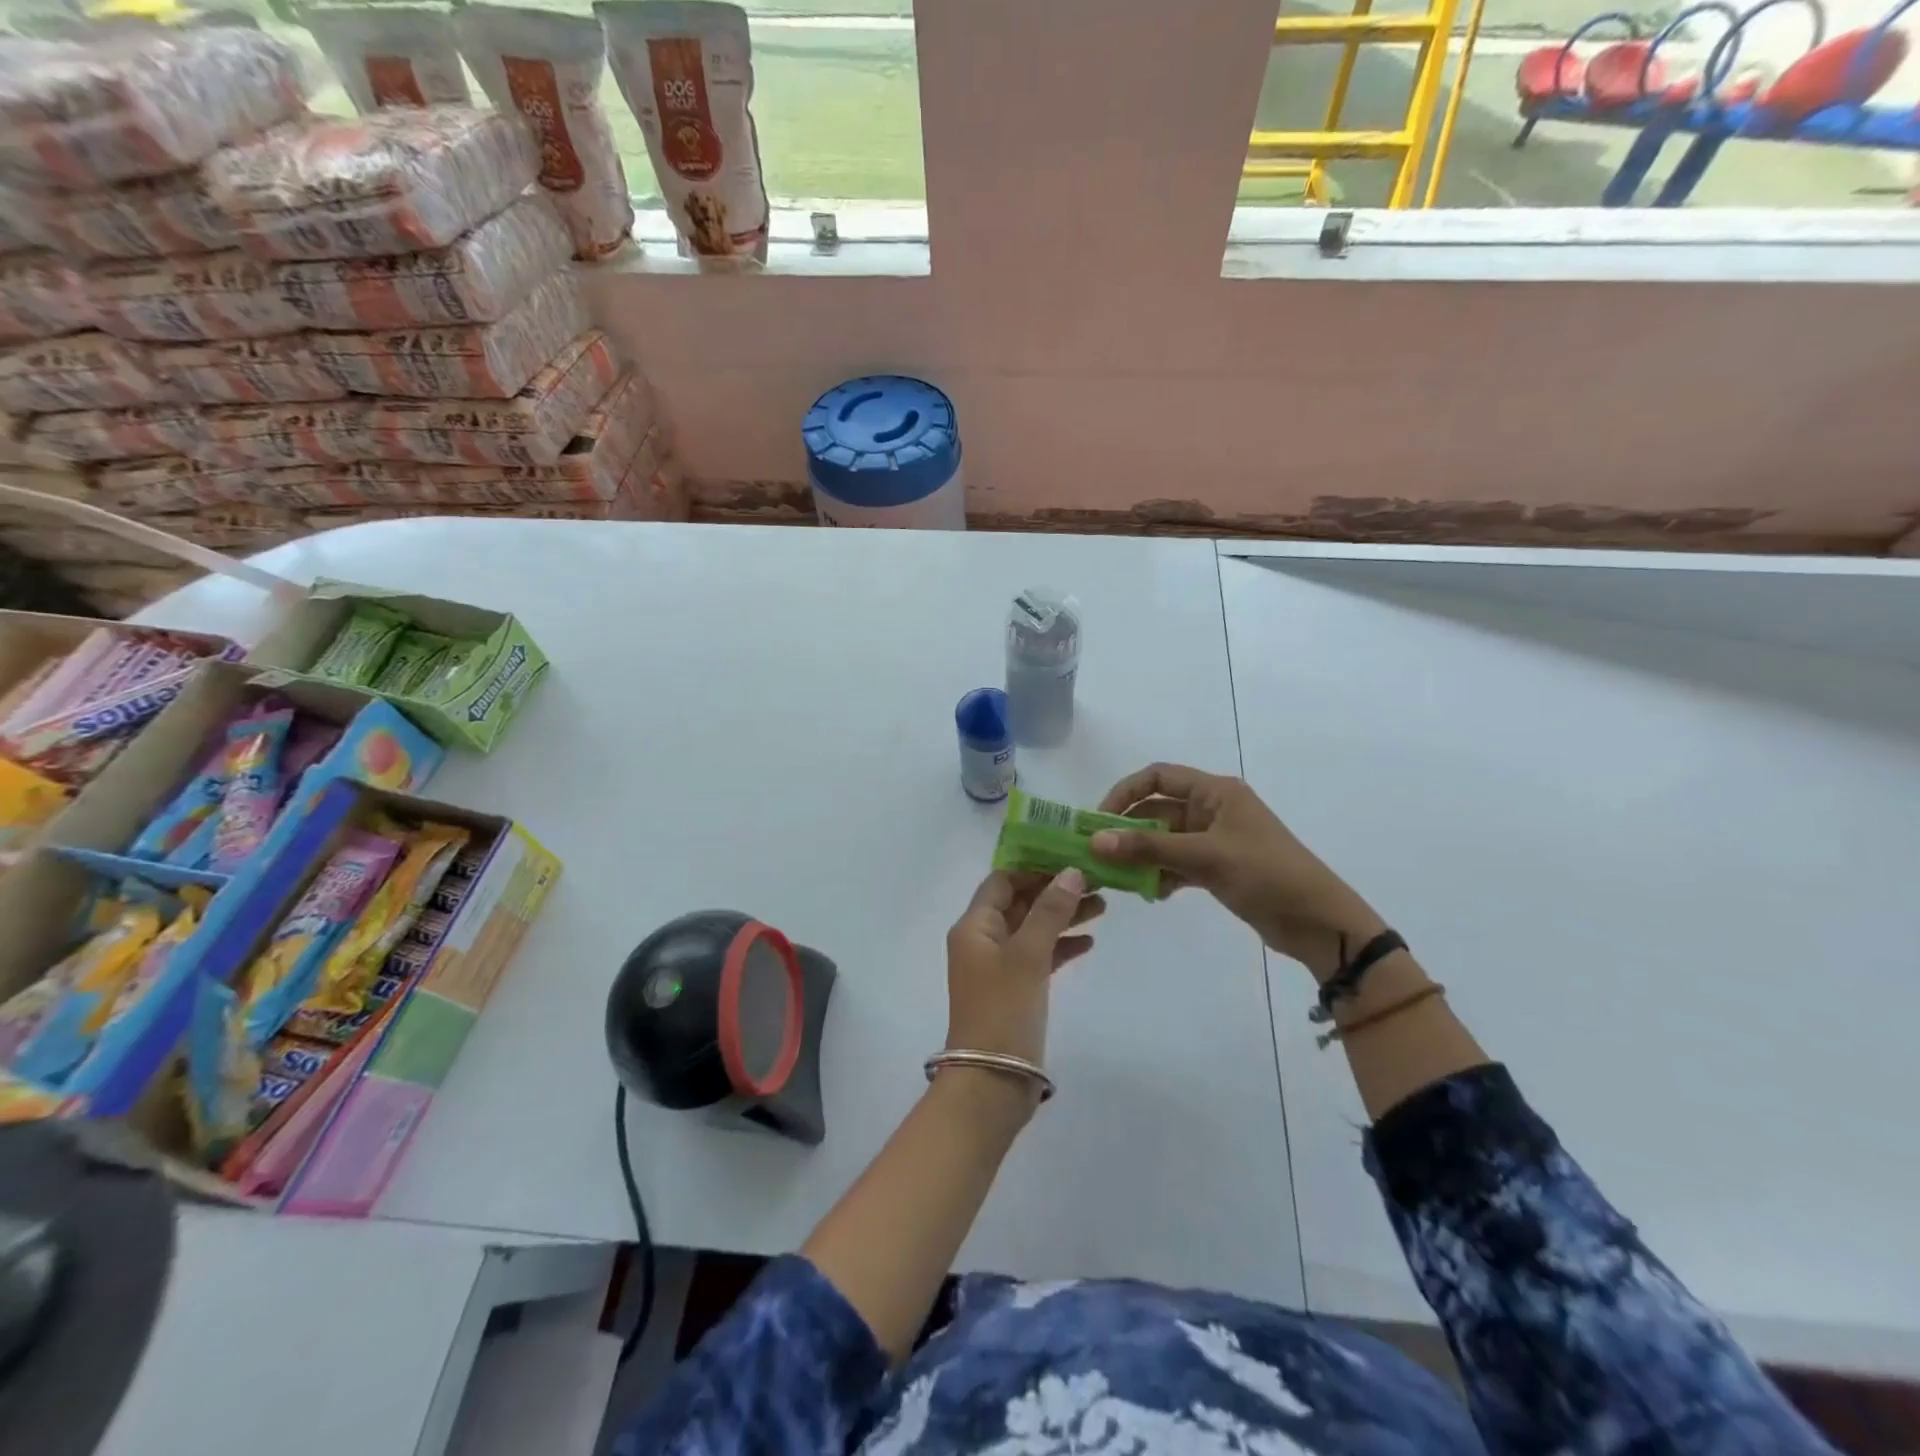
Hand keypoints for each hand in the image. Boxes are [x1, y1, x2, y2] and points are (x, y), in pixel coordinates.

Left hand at [944, 870, 1102, 1067]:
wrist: (991, 1083)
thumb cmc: (1004, 1010)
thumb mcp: (1028, 955)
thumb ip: (1050, 911)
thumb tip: (1071, 872)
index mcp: (974, 925)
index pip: (1002, 881)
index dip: (1033, 867)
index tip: (1070, 857)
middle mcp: (982, 940)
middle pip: (1020, 902)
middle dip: (1055, 890)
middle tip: (1097, 880)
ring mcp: (999, 966)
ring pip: (1033, 929)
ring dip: (1063, 916)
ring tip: (1103, 906)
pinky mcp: (1015, 989)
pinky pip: (1039, 956)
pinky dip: (1061, 946)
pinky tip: (1090, 941)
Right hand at [1091, 763, 1382, 979]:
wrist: (1319, 921)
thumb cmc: (1265, 874)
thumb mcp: (1205, 857)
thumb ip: (1148, 849)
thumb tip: (1096, 841)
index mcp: (1215, 792)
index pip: (1158, 777)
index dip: (1125, 792)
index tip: (1099, 820)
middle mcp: (1213, 809)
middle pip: (1157, 810)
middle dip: (1128, 831)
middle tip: (1098, 855)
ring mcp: (1216, 839)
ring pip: (1165, 840)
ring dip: (1142, 857)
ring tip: (1119, 879)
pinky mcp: (1219, 867)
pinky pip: (1178, 863)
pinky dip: (1162, 875)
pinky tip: (1153, 894)